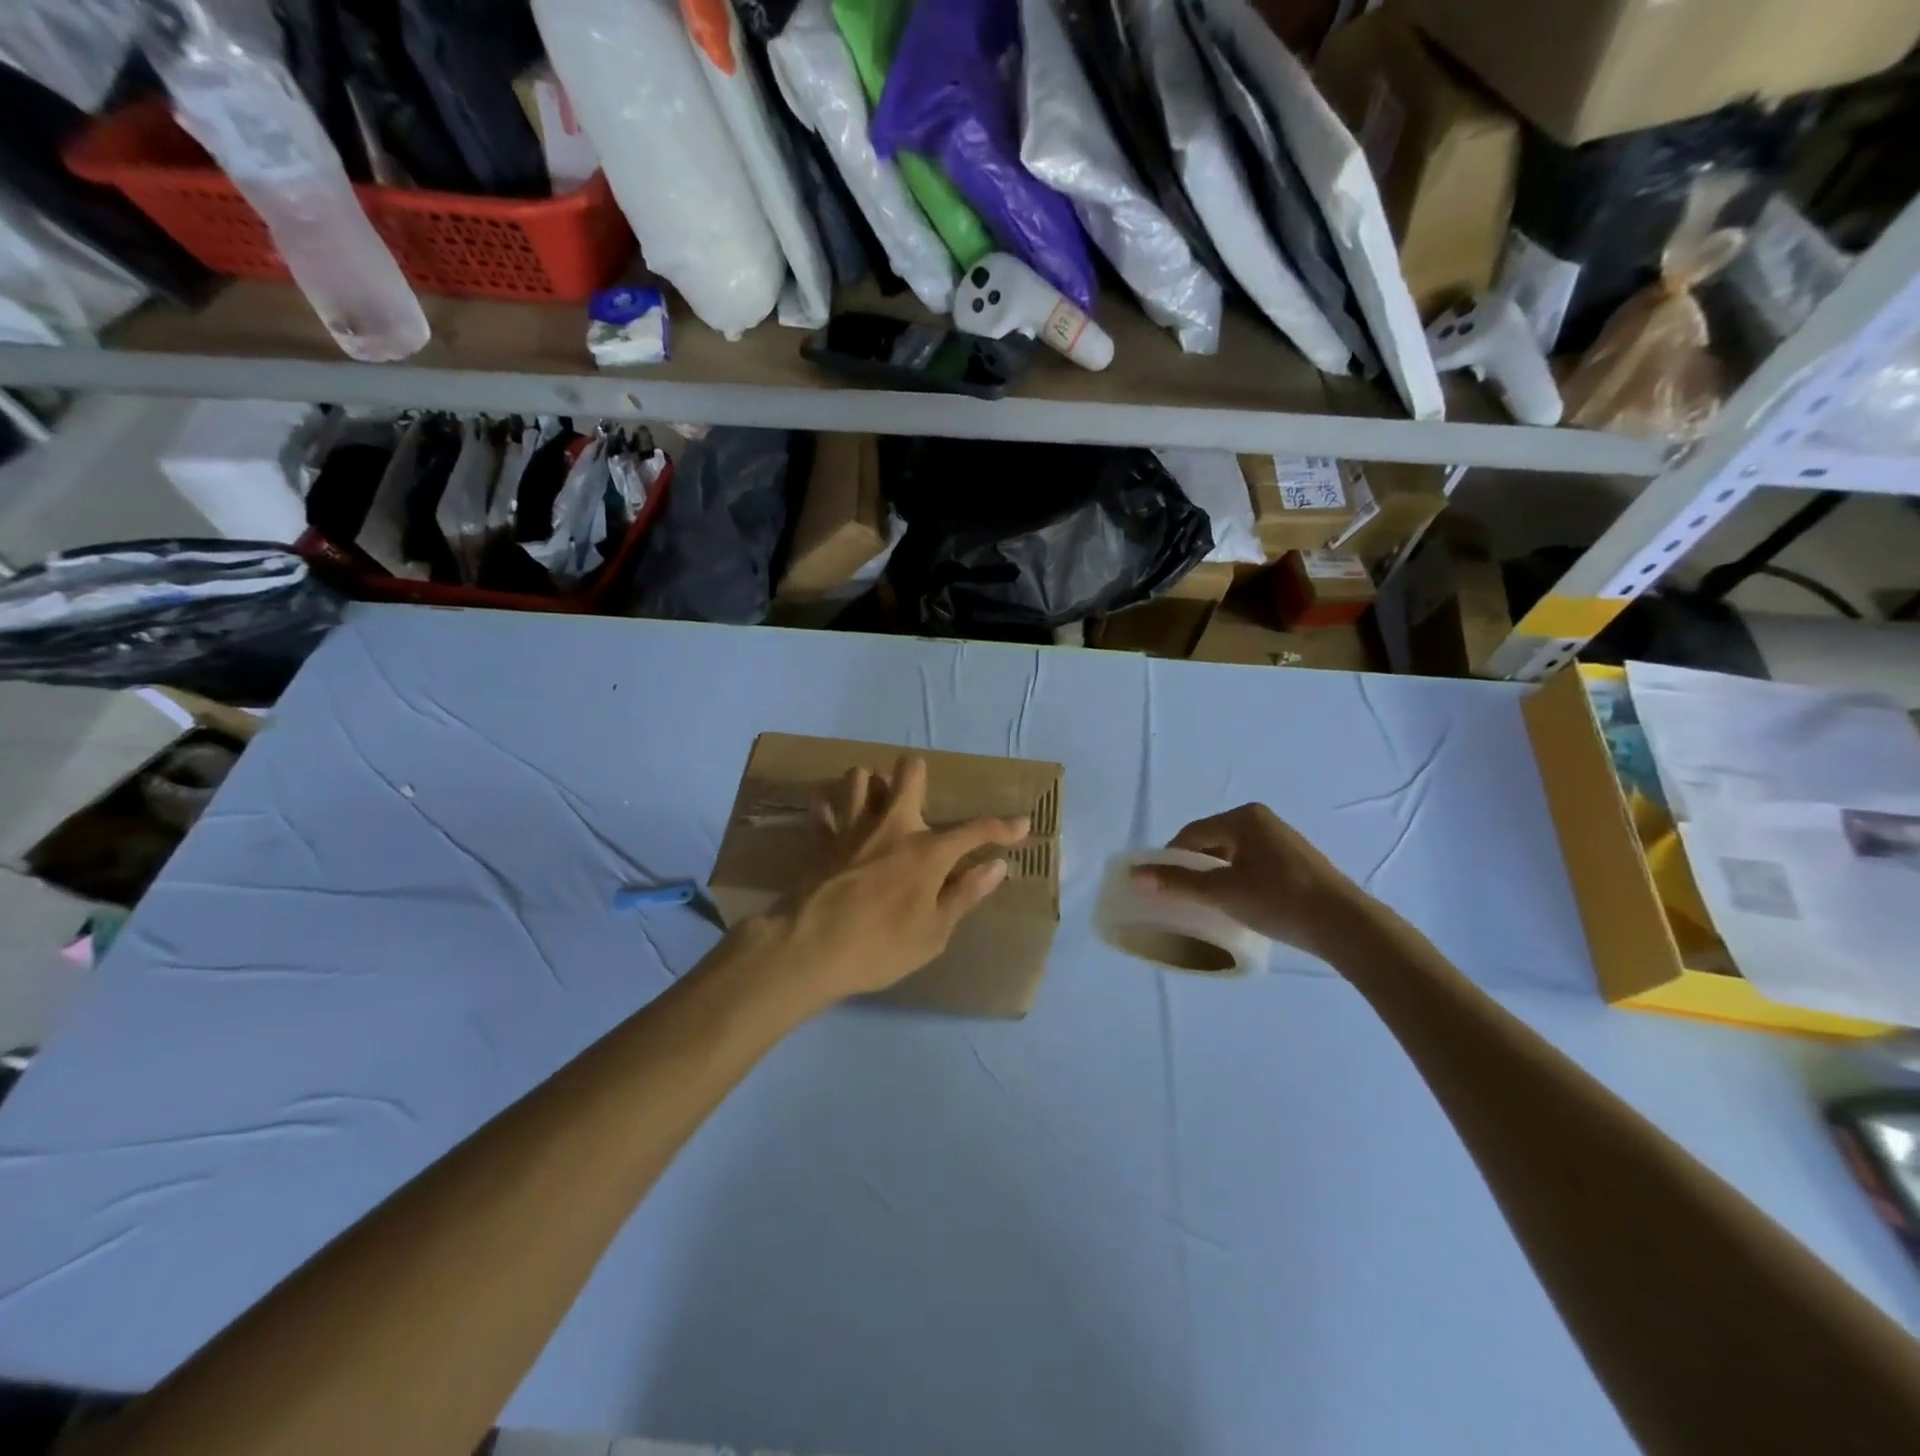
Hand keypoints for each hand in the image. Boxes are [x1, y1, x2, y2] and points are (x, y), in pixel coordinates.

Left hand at [764, 755, 1029, 1005]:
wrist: (810, 950)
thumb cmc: (881, 948)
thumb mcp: (934, 932)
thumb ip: (965, 894)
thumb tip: (996, 866)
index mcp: (927, 852)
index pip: (975, 831)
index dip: (1003, 827)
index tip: (1022, 824)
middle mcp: (892, 827)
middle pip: (908, 774)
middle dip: (919, 775)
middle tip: (921, 798)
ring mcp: (852, 828)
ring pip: (859, 778)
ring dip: (871, 786)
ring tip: (875, 807)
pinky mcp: (820, 839)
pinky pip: (821, 806)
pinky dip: (828, 805)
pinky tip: (835, 816)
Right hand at [1133, 804, 1374, 959]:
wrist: (1344, 924)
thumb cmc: (1278, 900)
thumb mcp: (1222, 892)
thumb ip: (1178, 882)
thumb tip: (1136, 875)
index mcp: (1243, 817)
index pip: (1191, 833)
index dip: (1170, 858)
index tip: (1158, 884)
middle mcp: (1261, 820)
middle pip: (1211, 841)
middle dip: (1193, 866)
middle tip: (1179, 895)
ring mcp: (1281, 839)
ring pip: (1232, 854)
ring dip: (1215, 875)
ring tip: (1206, 902)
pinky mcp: (1294, 860)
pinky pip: (1252, 863)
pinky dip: (1237, 878)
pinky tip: (1238, 902)